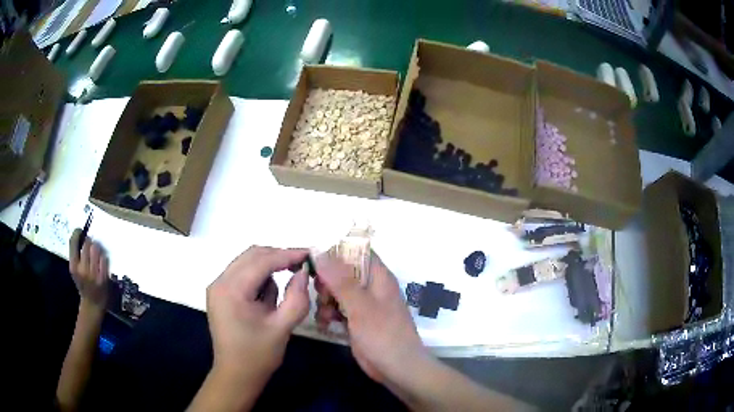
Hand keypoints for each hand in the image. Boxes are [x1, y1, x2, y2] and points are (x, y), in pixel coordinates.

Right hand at [69, 229, 108, 311]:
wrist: (93, 303)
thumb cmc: (82, 284)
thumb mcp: (75, 270)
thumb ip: (76, 255)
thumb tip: (81, 234)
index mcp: (73, 267)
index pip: (73, 242)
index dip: (77, 233)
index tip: (80, 230)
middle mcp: (83, 269)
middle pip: (87, 243)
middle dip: (89, 240)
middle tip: (90, 243)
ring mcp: (93, 273)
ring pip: (96, 248)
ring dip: (97, 247)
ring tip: (95, 251)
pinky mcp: (103, 276)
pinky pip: (104, 258)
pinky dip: (103, 256)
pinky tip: (101, 259)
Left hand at [205, 246, 309, 384]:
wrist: (236, 375)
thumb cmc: (258, 355)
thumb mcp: (282, 328)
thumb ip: (296, 298)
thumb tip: (303, 272)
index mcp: (231, 290)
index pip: (262, 261)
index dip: (287, 255)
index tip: (309, 254)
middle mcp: (220, 282)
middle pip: (252, 255)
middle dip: (278, 257)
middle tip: (301, 265)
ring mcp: (218, 287)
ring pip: (246, 262)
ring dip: (268, 269)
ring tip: (281, 295)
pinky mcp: (220, 294)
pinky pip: (242, 274)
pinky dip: (258, 278)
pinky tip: (266, 300)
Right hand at [314, 251, 429, 384]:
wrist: (397, 368)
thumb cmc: (383, 334)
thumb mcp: (360, 305)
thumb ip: (340, 280)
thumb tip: (320, 251)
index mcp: (379, 276)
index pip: (357, 251)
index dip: (337, 252)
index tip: (316, 260)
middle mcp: (371, 287)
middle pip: (343, 271)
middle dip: (327, 281)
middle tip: (322, 294)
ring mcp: (363, 304)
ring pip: (337, 291)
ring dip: (326, 299)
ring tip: (324, 313)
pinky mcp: (356, 320)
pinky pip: (338, 308)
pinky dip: (329, 313)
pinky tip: (325, 323)